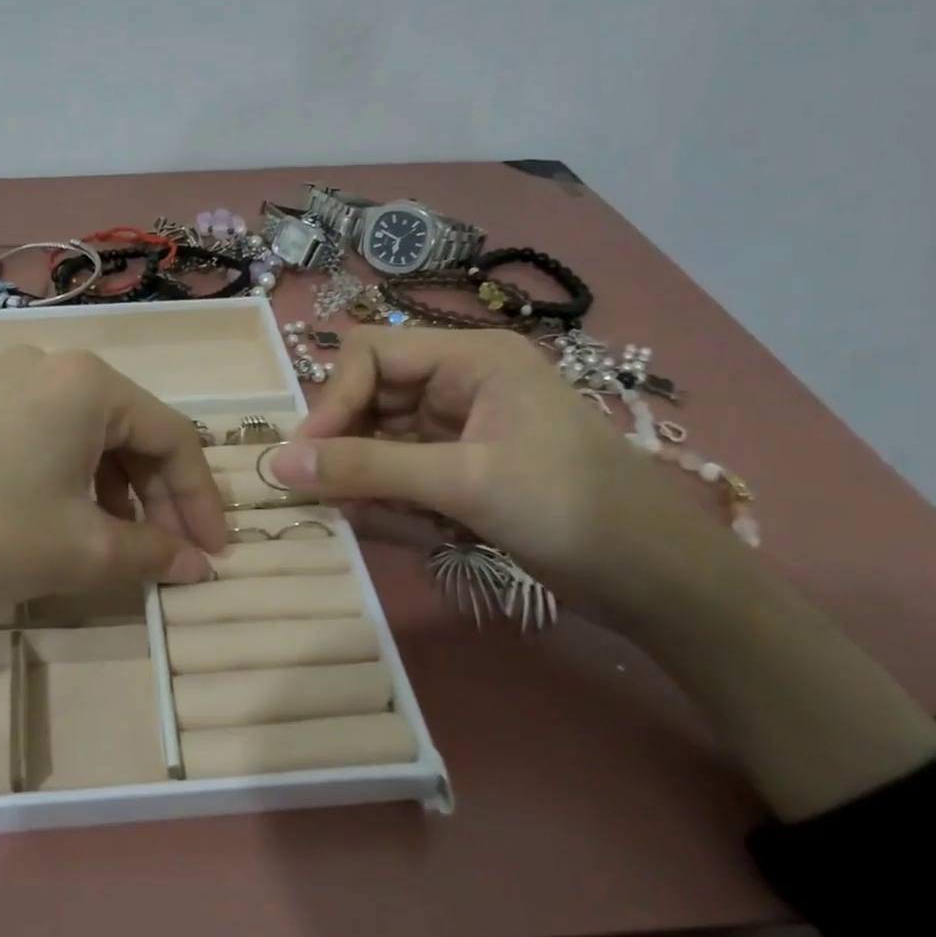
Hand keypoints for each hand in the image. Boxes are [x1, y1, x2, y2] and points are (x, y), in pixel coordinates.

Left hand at [0, 346, 227, 632]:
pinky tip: (60, 522)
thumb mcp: (80, 553)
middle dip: (157, 497)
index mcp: (87, 382)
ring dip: (113, 491)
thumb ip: (151, 554)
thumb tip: (196, 566)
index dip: (200, 500)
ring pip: (84, 436)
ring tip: (116, 545)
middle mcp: (46, 364)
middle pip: (129, 431)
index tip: (214, 555)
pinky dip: (68, 481)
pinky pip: (41, 439)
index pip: (173, 436)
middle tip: (168, 555)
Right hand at [267, 327, 738, 619]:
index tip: (306, 459)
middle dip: (347, 449)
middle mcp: (460, 384)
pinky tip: (412, 531)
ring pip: (381, 443)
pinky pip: (402, 475)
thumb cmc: (570, 509)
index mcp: (469, 359)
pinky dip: (392, 504)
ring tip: (378, 521)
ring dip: (368, 483)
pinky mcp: (463, 470)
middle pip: (370, 399)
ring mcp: (461, 429)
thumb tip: (277, 464)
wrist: (658, 581)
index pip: (370, 356)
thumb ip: (367, 469)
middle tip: (327, 498)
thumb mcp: (463, 483)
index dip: (331, 402)